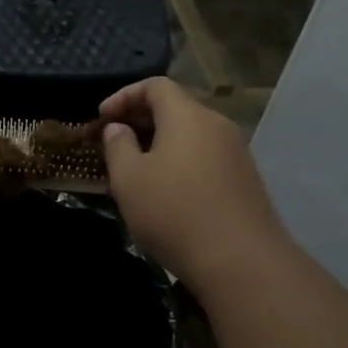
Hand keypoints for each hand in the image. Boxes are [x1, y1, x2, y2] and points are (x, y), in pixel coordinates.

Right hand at [99, 78, 283, 289]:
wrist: (241, 261)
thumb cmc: (173, 212)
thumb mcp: (129, 179)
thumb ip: (118, 146)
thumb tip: (118, 128)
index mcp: (188, 116)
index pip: (155, 86)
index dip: (124, 95)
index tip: (102, 117)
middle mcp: (216, 125)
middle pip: (176, 107)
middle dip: (140, 118)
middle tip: (114, 141)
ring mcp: (236, 153)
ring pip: (191, 134)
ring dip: (160, 142)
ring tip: (136, 168)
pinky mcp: (245, 180)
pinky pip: (205, 156)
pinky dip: (180, 161)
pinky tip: (166, 190)